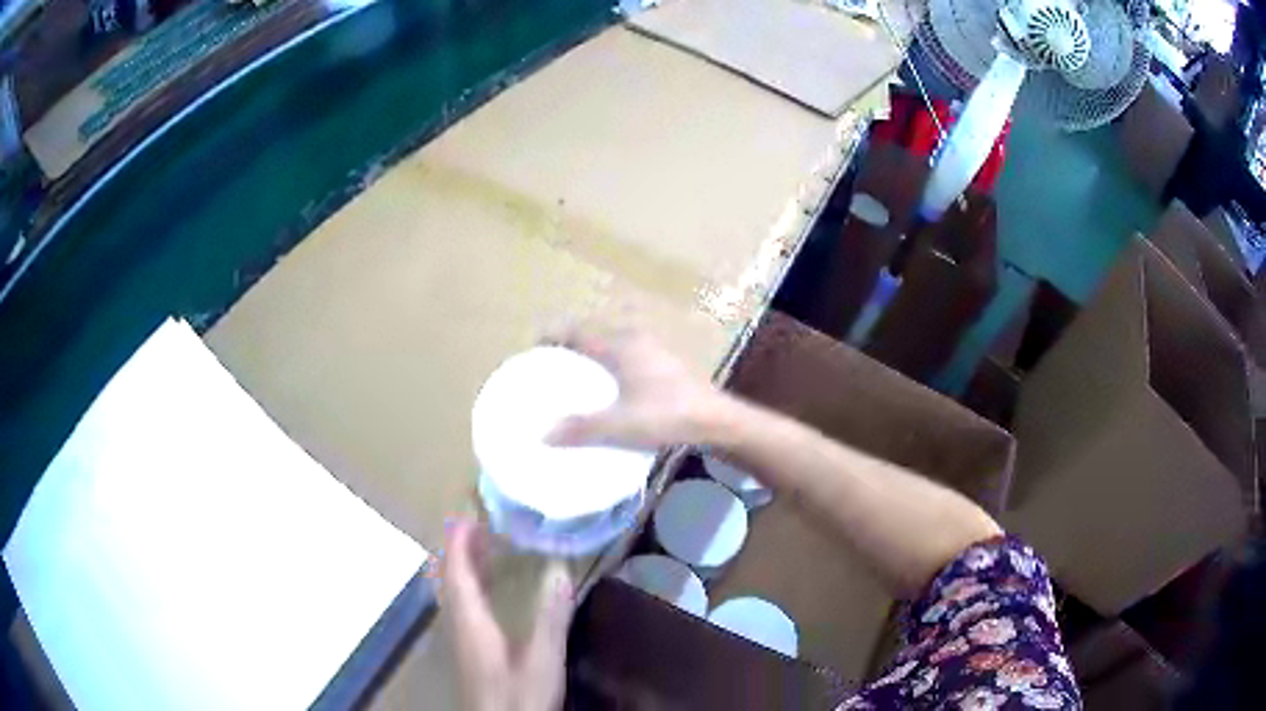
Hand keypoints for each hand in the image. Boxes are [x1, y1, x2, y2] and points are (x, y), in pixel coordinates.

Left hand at [440, 519, 573, 710]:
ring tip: (485, 549)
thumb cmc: (518, 697)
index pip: (455, 572)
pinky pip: (463, 606)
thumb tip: (559, 570)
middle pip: (449, 579)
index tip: (466, 513)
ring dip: (464, 567)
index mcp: (470, 621)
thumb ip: (550, 618)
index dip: (457, 542)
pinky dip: (472, 588)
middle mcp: (459, 625)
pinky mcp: (470, 652)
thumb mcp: (541, 660)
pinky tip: (491, 593)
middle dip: (459, 549)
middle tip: (480, 524)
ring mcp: (462, 640)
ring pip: (454, 593)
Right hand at [545, 323, 724, 449]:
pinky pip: (628, 355)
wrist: (716, 419)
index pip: (578, 332)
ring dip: (593, 353)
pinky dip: (611, 363)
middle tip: (552, 364)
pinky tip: (611, 387)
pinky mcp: (666, 363)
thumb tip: (543, 434)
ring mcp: (654, 349)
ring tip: (577, 376)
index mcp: (621, 345)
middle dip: (571, 345)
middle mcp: (635, 339)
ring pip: (613, 343)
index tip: (534, 348)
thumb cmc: (668, 415)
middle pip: (594, 334)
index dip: (553, 336)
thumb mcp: (621, 425)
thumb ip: (581, 429)